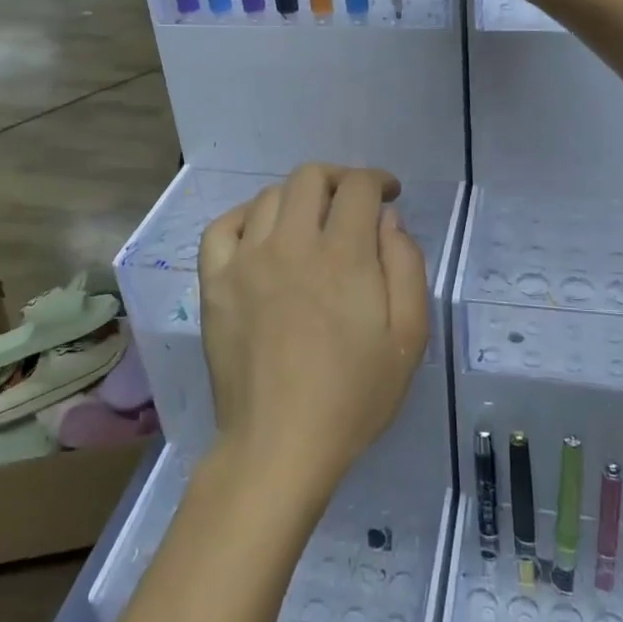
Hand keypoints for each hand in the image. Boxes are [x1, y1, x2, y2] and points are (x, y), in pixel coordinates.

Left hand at [199, 164, 430, 497]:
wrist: (279, 444)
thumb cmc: (353, 396)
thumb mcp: (408, 337)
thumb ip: (406, 266)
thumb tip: (387, 219)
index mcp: (343, 255)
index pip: (358, 187)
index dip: (378, 180)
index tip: (389, 194)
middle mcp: (292, 243)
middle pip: (310, 177)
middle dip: (339, 179)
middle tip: (352, 204)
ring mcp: (246, 260)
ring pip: (270, 197)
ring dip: (298, 198)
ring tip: (310, 223)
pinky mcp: (214, 282)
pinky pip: (222, 227)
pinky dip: (244, 217)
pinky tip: (260, 234)